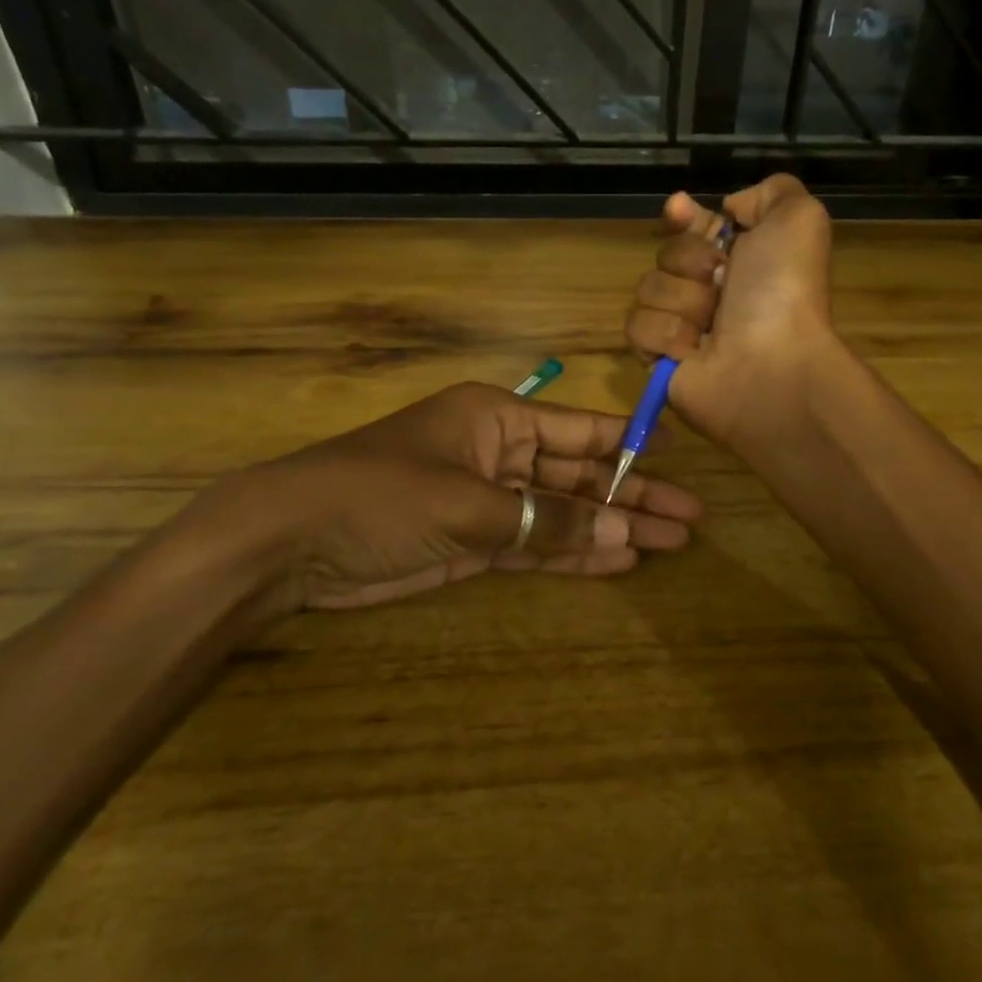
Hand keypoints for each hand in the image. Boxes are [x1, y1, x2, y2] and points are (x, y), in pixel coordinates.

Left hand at [200, 383, 702, 611]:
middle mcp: (501, 453)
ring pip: (565, 513)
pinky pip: (537, 545)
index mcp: (499, 418)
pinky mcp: (476, 542)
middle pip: (581, 475)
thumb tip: (625, 533)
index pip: (580, 431)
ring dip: (611, 530)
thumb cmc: (382, 496)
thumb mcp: (469, 505)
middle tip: (690, 521)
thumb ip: (549, 521)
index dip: (631, 447)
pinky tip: (618, 563)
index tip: (679, 462)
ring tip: (667, 544)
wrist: (292, 543)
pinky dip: (574, 555)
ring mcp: (490, 500)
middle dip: (632, 498)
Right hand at [625, 174, 837, 448]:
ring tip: (711, 326)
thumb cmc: (784, 292)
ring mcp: (682, 326)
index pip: (693, 226)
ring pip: (648, 288)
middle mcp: (711, 291)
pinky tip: (693, 350)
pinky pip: (637, 327)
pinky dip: (666, 335)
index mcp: (741, 259)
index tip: (679, 209)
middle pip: (666, 253)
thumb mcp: (799, 220)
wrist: (771, 366)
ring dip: (682, 301)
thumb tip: (731, 208)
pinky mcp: (659, 360)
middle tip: (722, 283)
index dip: (682, 216)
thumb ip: (771, 193)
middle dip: (690, 262)